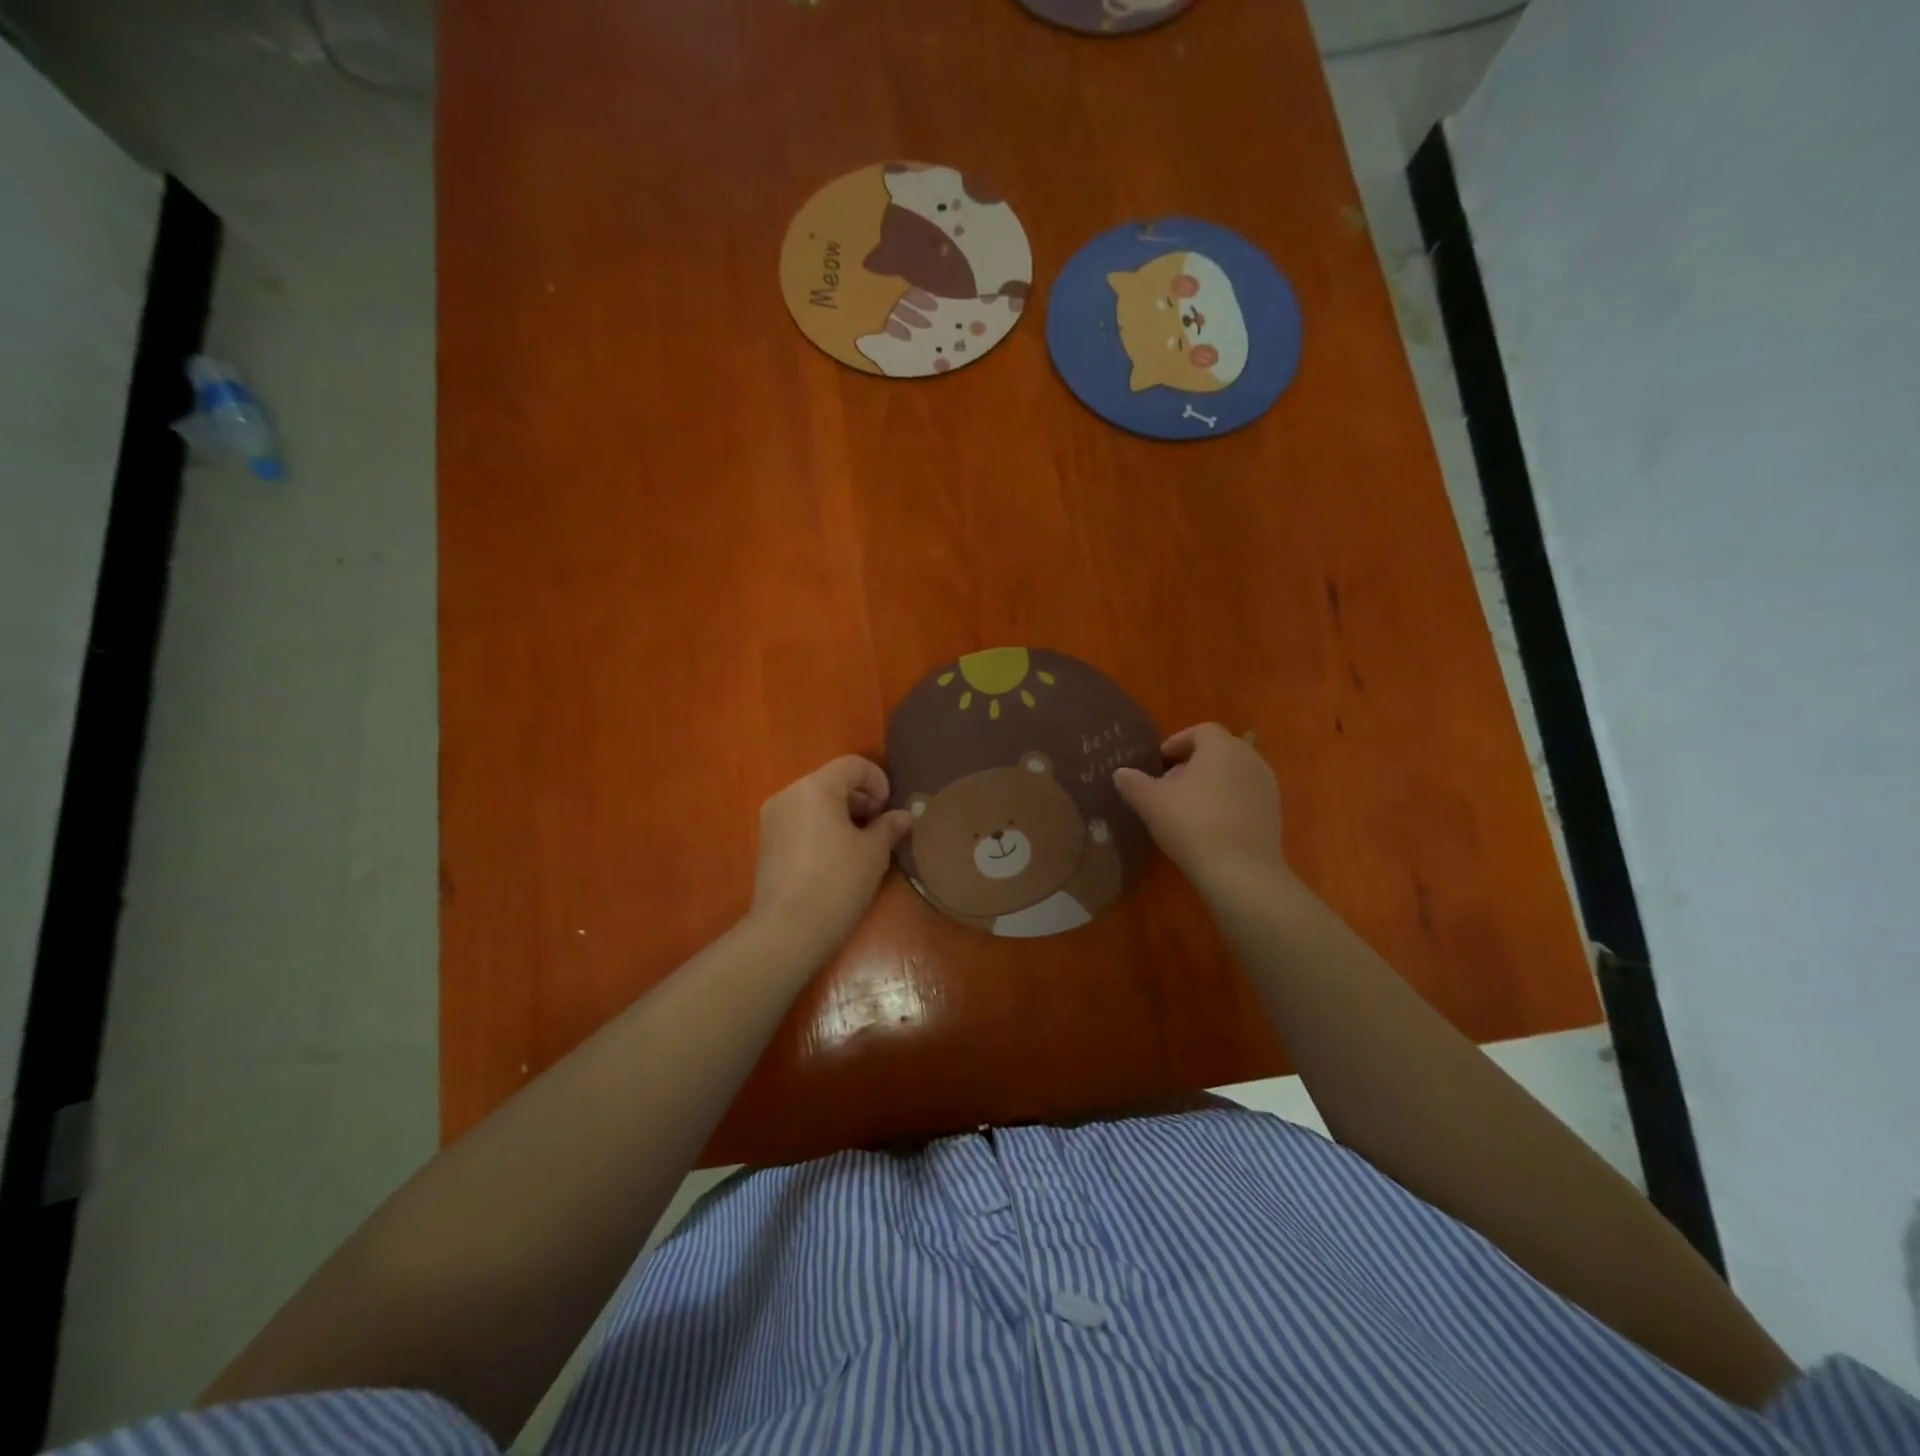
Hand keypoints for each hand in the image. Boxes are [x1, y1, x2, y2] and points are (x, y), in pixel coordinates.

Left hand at [750, 756, 911, 952]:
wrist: (788, 930)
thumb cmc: (838, 882)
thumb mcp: (873, 853)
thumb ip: (889, 826)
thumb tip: (905, 815)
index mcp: (816, 787)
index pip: (853, 765)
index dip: (878, 782)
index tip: (888, 811)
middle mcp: (789, 794)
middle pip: (832, 781)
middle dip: (860, 800)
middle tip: (879, 830)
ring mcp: (773, 818)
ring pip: (815, 802)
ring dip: (841, 815)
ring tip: (860, 846)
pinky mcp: (766, 843)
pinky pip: (800, 822)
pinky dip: (822, 829)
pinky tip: (835, 859)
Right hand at [1114, 723, 1288, 896]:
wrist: (1241, 871)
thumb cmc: (1192, 825)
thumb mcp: (1151, 802)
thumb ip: (1132, 783)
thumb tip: (1120, 773)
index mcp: (1222, 747)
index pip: (1201, 731)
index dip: (1177, 742)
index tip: (1159, 762)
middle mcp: (1250, 759)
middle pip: (1219, 751)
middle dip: (1193, 764)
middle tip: (1169, 785)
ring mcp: (1267, 786)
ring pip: (1233, 774)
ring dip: (1211, 783)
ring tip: (1187, 807)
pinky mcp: (1274, 813)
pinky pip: (1245, 796)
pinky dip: (1227, 802)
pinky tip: (1210, 826)